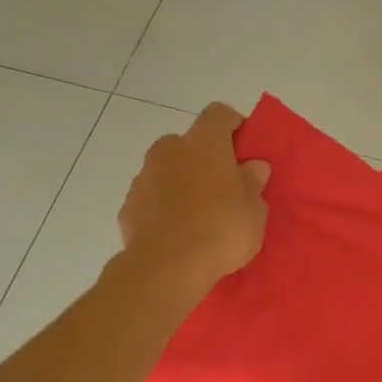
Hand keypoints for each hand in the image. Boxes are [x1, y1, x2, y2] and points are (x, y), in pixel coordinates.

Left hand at [118, 103, 270, 296]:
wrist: (167, 267)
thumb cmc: (221, 230)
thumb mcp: (254, 210)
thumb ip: (253, 183)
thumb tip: (253, 167)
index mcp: (203, 142)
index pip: (219, 114)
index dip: (234, 127)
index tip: (246, 150)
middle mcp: (169, 149)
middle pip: (190, 143)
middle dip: (205, 160)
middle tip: (224, 189)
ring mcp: (143, 177)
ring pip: (167, 171)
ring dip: (182, 184)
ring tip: (199, 217)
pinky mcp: (128, 206)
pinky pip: (151, 199)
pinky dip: (163, 209)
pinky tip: (176, 234)